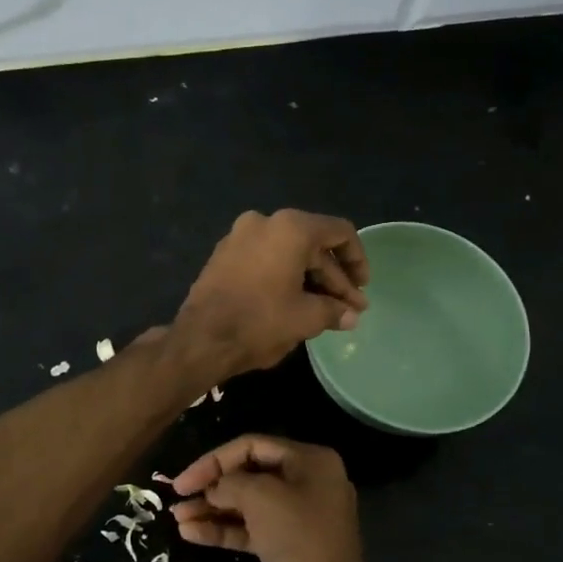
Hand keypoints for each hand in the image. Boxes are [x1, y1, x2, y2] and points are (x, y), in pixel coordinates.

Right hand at [171, 435, 365, 561]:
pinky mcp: (287, 544)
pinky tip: (191, 533)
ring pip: (247, 504)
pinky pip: (251, 529)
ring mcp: (297, 515)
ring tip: (178, 517)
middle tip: (178, 499)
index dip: (214, 460)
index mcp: (309, 460)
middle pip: (249, 474)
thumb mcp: (261, 499)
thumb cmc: (298, 537)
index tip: (184, 480)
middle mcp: (306, 482)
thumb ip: (230, 483)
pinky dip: (224, 529)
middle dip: (212, 486)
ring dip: (212, 509)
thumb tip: (214, 488)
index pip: (252, 446)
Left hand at [173, 210, 368, 378]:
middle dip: (333, 278)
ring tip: (326, 311)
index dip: (357, 260)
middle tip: (349, 308)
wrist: (200, 339)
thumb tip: (350, 316)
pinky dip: (284, 277)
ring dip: (310, 280)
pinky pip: (265, 259)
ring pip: (288, 253)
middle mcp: (264, 222)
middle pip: (313, 245)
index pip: (339, 233)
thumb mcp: (306, 318)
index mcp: (290, 228)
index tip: (362, 288)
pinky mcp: (223, 255)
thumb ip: (334, 311)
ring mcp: (239, 236)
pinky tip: (295, 303)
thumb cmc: (260, 322)